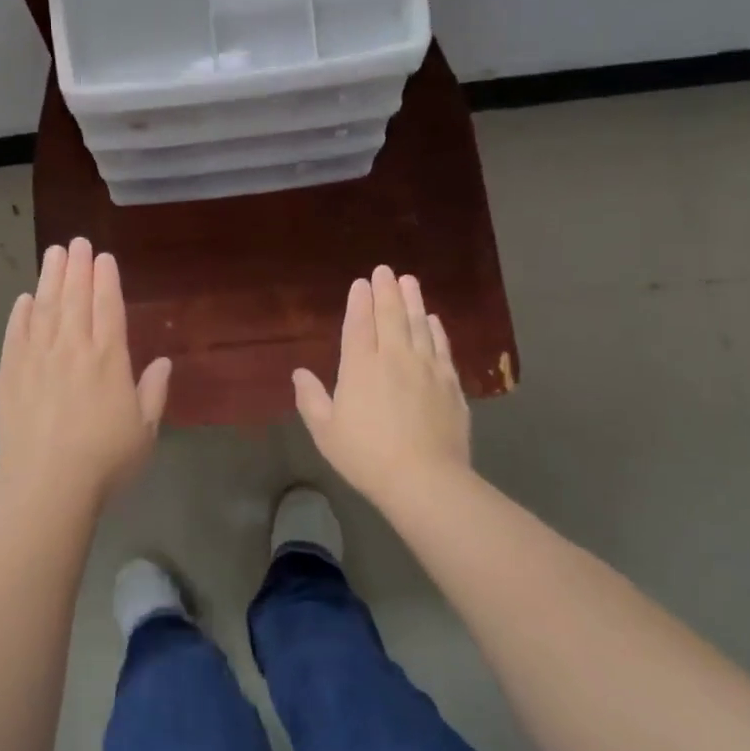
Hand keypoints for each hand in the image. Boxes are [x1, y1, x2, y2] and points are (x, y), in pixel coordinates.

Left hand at [0, 238, 171, 507]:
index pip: (108, 308)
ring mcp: (38, 360)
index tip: (104, 258)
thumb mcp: (144, 432)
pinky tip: (24, 299)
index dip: (106, 280)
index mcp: (109, 360)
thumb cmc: (105, 462)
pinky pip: (16, 336)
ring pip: (45, 309)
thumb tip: (164, 362)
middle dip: (78, 268)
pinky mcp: (10, 376)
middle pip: (75, 299)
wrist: (47, 487)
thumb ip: (153, 393)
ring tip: (53, 254)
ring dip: (50, 279)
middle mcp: (73, 350)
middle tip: (77, 242)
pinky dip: (20, 315)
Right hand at [293, 266, 471, 508]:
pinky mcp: (450, 384)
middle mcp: (394, 358)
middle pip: (391, 316)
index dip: (359, 301)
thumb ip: (311, 399)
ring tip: (410, 281)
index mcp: (360, 367)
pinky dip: (437, 329)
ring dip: (413, 301)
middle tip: (385, 270)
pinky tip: (434, 320)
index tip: (361, 283)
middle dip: (387, 290)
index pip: (359, 324)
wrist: (425, 480)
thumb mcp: (326, 432)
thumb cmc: (366, 456)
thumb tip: (299, 373)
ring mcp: (426, 368)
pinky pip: (442, 347)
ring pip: (419, 325)